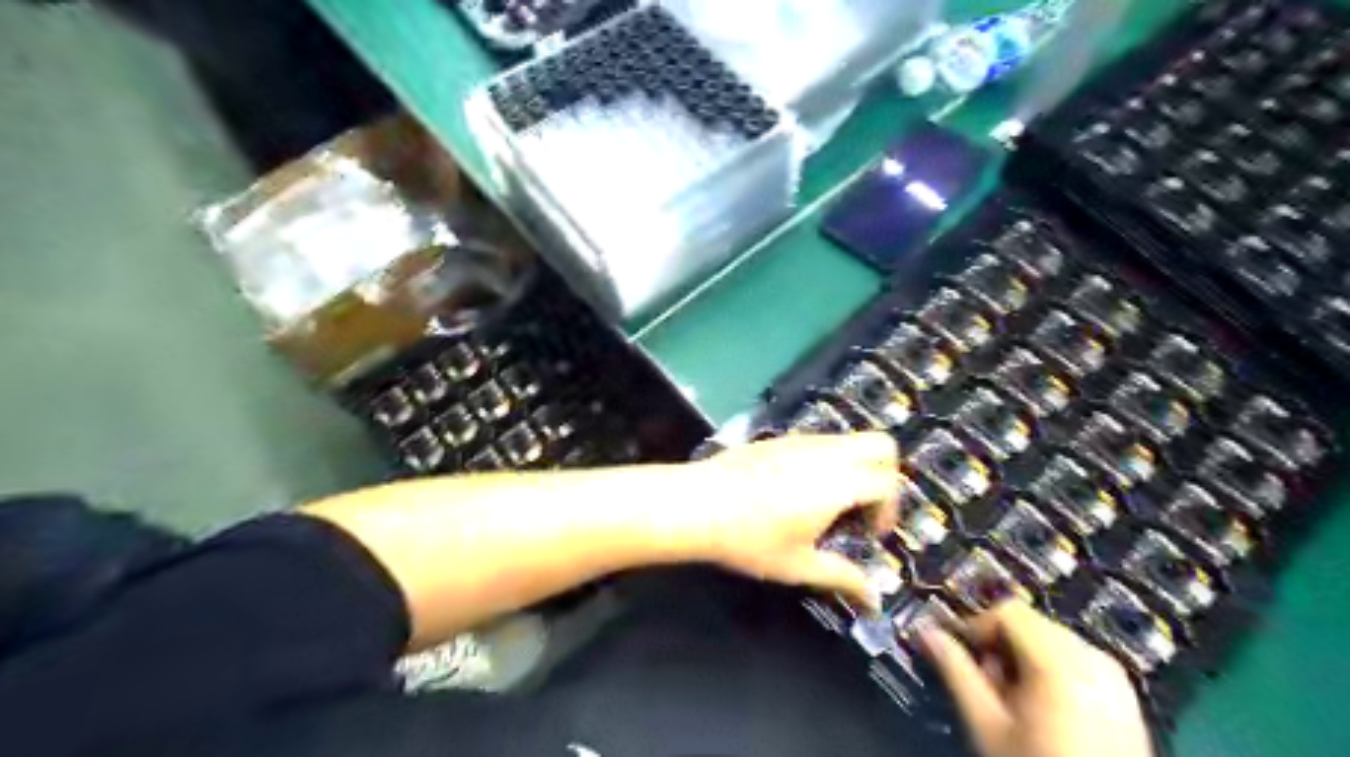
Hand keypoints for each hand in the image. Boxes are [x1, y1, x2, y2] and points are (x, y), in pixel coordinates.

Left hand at [687, 430, 894, 608]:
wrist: (698, 503)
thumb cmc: (750, 539)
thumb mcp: (798, 565)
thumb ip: (842, 577)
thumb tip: (874, 599)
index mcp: (839, 483)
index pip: (888, 483)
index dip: (889, 510)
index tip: (869, 533)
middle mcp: (827, 453)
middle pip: (880, 445)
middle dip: (886, 474)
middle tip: (864, 506)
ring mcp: (802, 440)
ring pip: (849, 439)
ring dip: (855, 466)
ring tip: (830, 502)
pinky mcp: (780, 438)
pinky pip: (820, 441)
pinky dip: (829, 459)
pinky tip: (798, 490)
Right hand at [925, 603, 1154, 756]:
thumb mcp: (987, 724)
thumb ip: (956, 672)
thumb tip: (926, 634)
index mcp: (1059, 660)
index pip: (1006, 611)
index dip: (976, 627)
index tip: (963, 656)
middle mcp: (1093, 658)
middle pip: (1030, 623)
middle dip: (1000, 646)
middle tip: (987, 686)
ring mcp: (1114, 677)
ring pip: (1052, 640)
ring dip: (1023, 658)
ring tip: (1014, 702)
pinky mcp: (1124, 695)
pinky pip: (1077, 661)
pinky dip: (1052, 672)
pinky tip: (1044, 710)